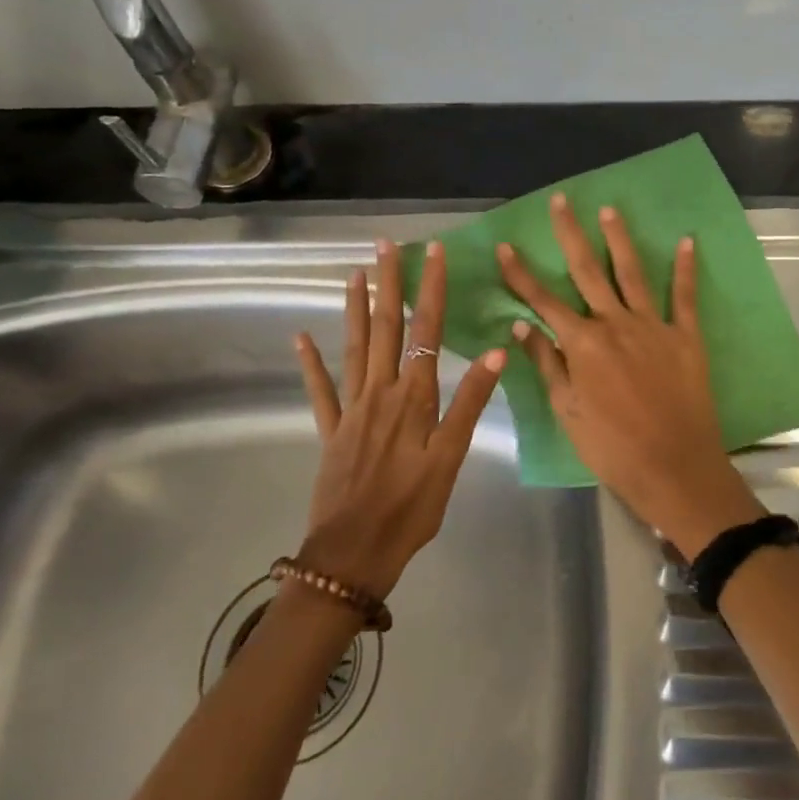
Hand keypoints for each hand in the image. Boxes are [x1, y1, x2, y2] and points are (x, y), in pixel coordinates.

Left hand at [294, 240, 505, 597]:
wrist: (353, 554)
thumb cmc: (411, 508)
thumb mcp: (451, 458)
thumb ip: (469, 402)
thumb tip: (497, 352)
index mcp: (413, 397)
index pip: (426, 331)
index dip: (430, 289)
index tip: (432, 252)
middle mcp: (380, 392)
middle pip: (385, 328)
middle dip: (389, 284)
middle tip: (384, 245)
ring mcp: (351, 410)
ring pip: (353, 348)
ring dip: (354, 309)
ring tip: (354, 274)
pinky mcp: (331, 431)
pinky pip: (320, 390)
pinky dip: (311, 363)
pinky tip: (301, 338)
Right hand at [498, 195, 765, 559]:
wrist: (674, 467)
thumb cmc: (612, 447)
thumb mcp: (568, 411)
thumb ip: (546, 363)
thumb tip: (521, 325)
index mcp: (582, 344)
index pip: (543, 301)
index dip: (521, 274)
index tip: (506, 246)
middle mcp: (615, 324)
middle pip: (587, 271)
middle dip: (570, 235)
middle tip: (561, 201)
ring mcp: (653, 326)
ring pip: (632, 273)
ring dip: (619, 239)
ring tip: (609, 210)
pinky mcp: (686, 336)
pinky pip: (684, 296)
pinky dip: (685, 269)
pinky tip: (687, 241)